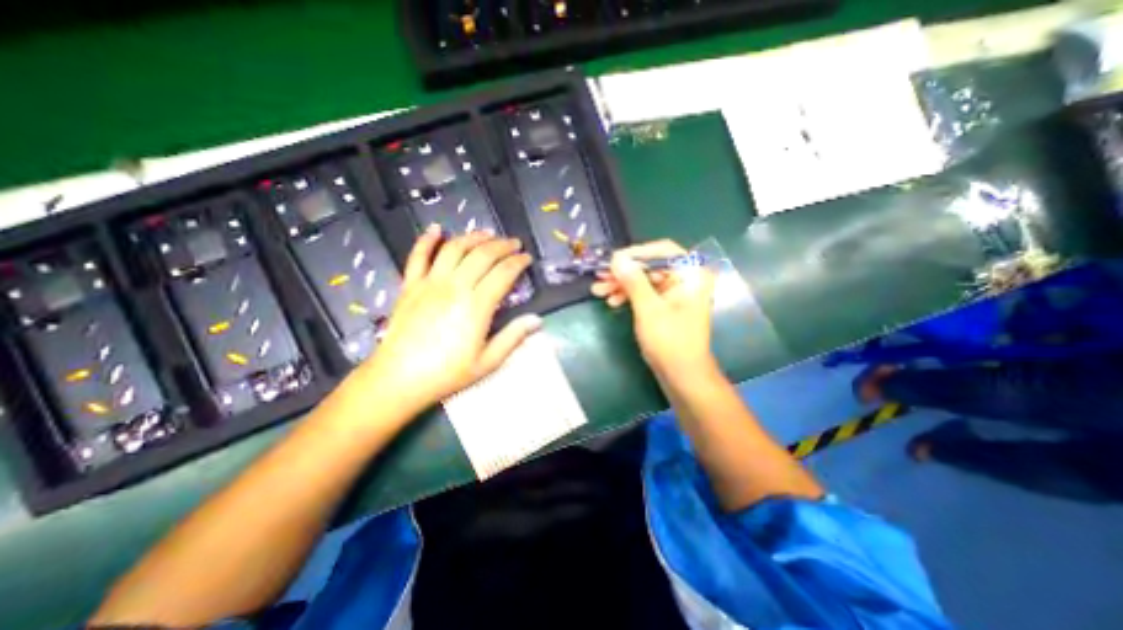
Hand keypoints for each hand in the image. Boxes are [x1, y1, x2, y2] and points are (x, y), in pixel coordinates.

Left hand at [351, 227, 540, 413]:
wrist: (399, 378)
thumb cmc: (447, 373)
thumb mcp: (488, 362)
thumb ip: (513, 337)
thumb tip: (537, 319)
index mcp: (477, 306)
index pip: (503, 273)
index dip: (518, 262)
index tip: (527, 258)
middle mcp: (455, 287)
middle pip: (482, 255)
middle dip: (502, 245)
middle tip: (514, 243)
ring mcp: (430, 283)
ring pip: (454, 249)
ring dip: (473, 237)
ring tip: (487, 233)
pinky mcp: (410, 285)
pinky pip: (418, 256)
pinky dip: (427, 240)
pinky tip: (437, 229)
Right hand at [592, 241, 714, 374]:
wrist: (683, 376)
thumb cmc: (669, 341)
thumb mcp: (648, 309)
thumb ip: (633, 280)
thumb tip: (617, 258)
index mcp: (691, 275)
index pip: (662, 250)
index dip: (636, 253)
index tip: (612, 260)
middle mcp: (686, 279)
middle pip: (651, 266)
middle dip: (624, 272)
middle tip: (599, 276)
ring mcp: (676, 293)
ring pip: (645, 280)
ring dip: (622, 285)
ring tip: (598, 291)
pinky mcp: (667, 306)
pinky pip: (646, 294)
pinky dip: (629, 296)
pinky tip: (612, 302)